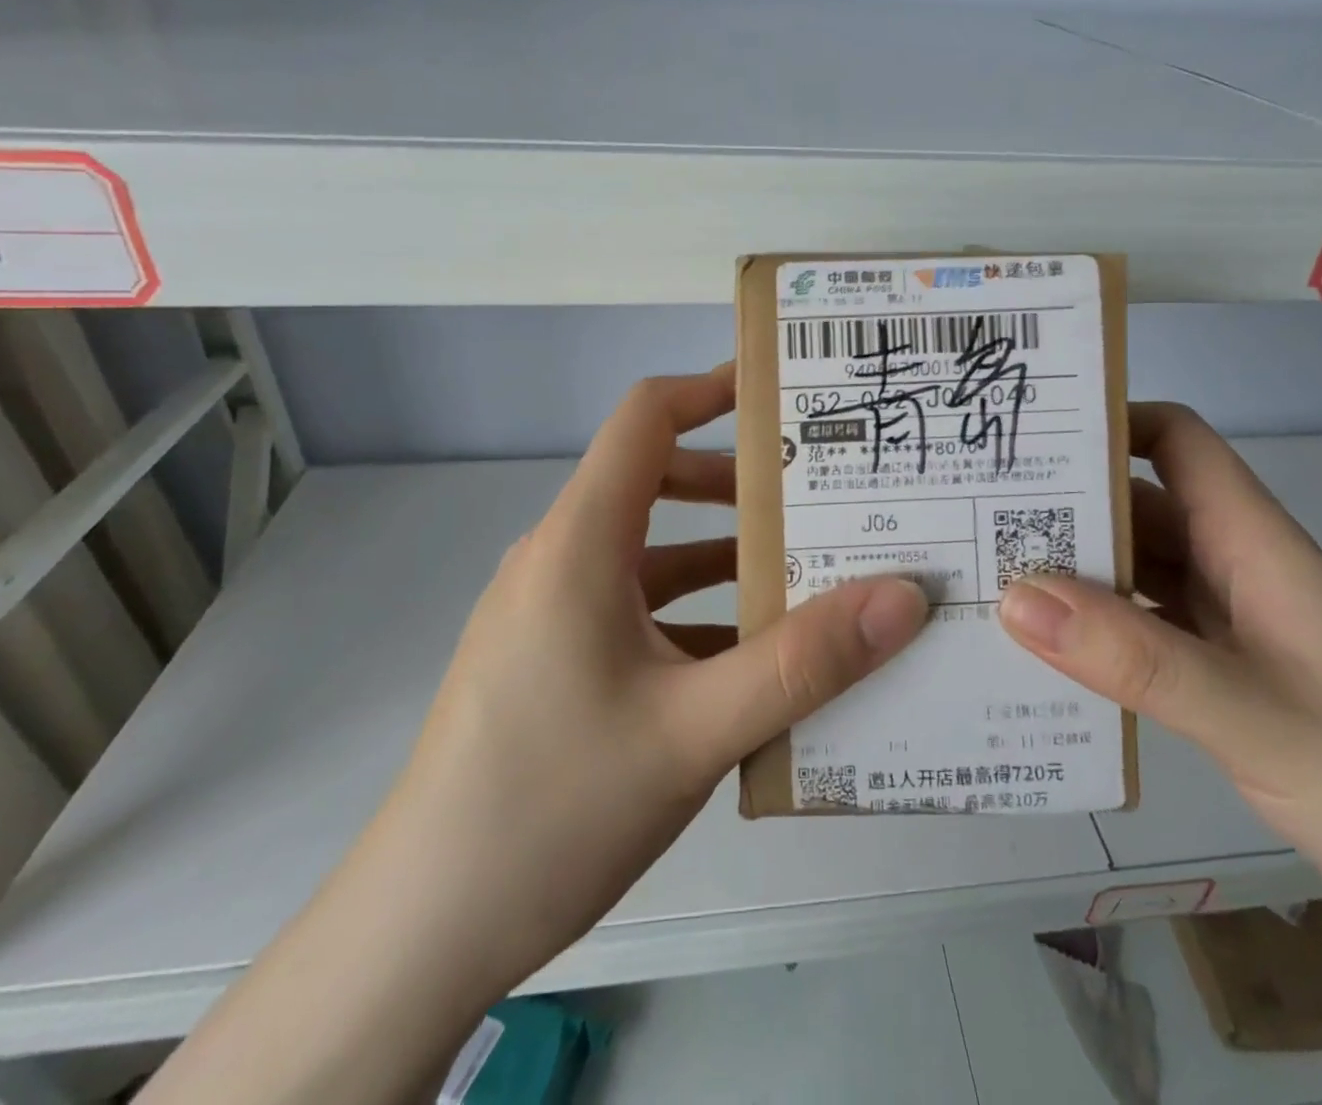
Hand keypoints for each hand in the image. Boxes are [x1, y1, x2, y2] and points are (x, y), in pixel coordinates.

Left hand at [395, 364, 928, 987]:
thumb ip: (804, 664)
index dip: (713, 388)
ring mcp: (551, 612)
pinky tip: (752, 664)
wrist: (419, 933)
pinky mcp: (553, 660)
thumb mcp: (694, 733)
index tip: (785, 395)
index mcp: (580, 543)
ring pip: (652, 555)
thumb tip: (902, 598)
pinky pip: (637, 611)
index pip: (646, 418)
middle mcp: (561, 559)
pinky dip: (696, 616)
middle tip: (823, 498)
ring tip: (809, 577)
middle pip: (657, 483)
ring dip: (725, 560)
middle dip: (741, 486)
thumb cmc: (552, 808)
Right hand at [997, 401, 1321, 951]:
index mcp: (1256, 545)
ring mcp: (1230, 627)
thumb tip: (1017, 597)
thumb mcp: (1258, 717)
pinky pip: (1141, 632)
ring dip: (1072, 572)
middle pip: (1140, 506)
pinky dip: (1094, 632)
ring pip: (1136, 571)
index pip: (1179, 442)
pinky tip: (1042, 653)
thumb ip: (1136, 659)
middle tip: (976, 514)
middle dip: (1064, 502)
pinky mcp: (1222, 679)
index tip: (1030, 435)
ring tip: (987, 577)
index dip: (1111, 421)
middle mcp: (1237, 569)